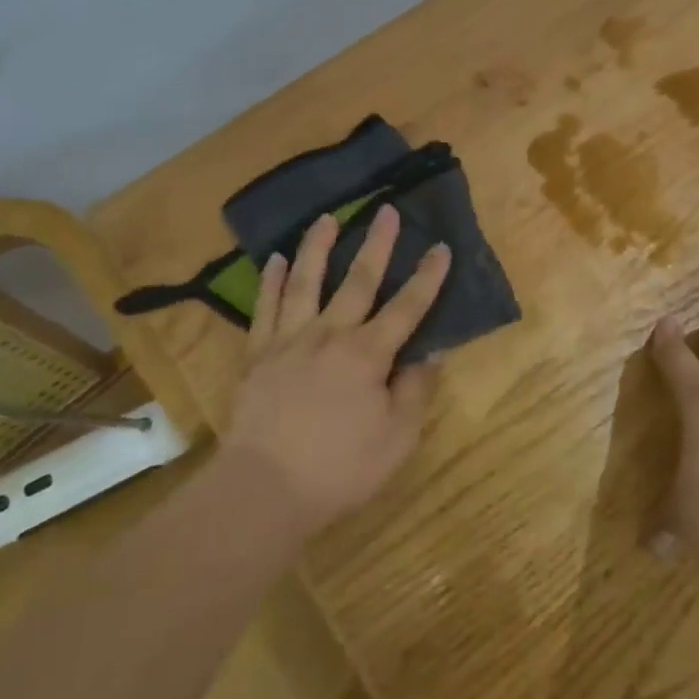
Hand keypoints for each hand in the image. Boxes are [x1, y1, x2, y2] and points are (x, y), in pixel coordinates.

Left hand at [223, 206, 450, 535]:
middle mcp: (330, 334)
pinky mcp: (258, 353)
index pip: (407, 307)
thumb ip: (415, 391)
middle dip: (377, 243)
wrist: (263, 488)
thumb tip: (431, 352)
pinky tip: (276, 259)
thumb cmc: (339, 468)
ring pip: (306, 282)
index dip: (428, 277)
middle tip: (385, 210)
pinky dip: (271, 281)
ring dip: (318, 247)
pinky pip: (265, 307)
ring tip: (326, 218)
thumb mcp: (396, 439)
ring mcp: (290, 339)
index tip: (441, 247)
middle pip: (358, 280)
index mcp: (368, 354)